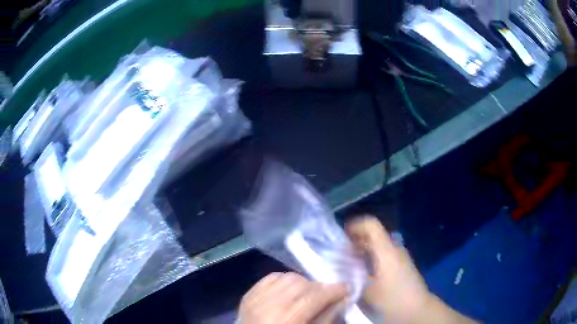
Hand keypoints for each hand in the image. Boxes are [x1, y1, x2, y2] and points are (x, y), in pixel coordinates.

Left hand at [239, 272, 347, 323]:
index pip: (314, 297)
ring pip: (286, 277)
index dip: (333, 290)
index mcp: (287, 320)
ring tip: (308, 292)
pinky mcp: (247, 295)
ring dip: (302, 282)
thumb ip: (327, 317)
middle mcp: (269, 306)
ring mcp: (255, 299)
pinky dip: (284, 280)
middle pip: (301, 284)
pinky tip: (290, 288)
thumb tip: (342, 299)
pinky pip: (270, 278)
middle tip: (328, 293)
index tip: (346, 288)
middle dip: (319, 286)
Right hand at [347, 217, 476, 323]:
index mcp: (387, 250)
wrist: (416, 309)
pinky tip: (362, 272)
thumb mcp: (367, 289)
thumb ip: (352, 274)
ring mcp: (399, 256)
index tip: (340, 237)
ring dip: (362, 250)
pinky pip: (382, 254)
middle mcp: (394, 248)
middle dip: (355, 240)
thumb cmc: (392, 298)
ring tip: (348, 263)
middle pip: (373, 234)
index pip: (371, 224)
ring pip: (378, 245)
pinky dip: (370, 258)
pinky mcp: (401, 265)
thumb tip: (340, 263)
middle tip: (339, 253)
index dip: (354, 225)